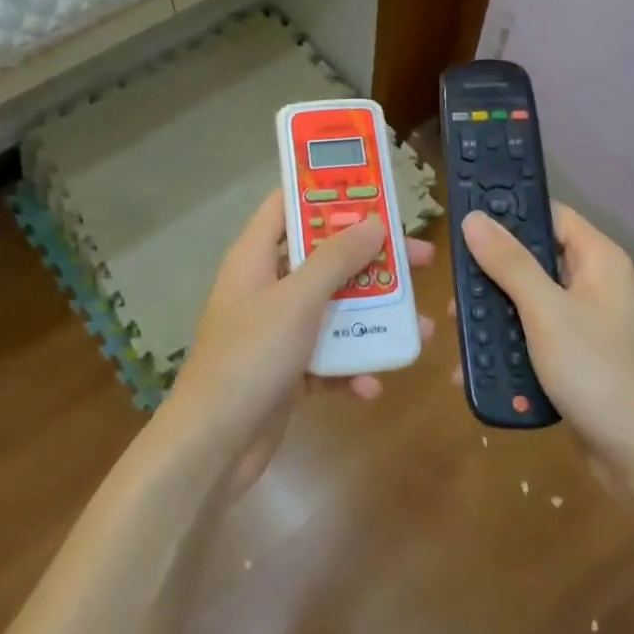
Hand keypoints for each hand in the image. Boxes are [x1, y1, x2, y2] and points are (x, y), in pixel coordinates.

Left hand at [160, 190, 434, 494]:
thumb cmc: (251, 358)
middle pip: (323, 257)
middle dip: (371, 259)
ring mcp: (276, 330)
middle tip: (420, 257)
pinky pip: (327, 357)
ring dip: (373, 317)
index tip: (372, 187)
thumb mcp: (297, 301)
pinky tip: (371, 385)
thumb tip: (373, 221)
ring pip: (333, 309)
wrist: (213, 446)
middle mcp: (266, 287)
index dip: (325, 191)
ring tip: (420, 325)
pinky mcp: (287, 369)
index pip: (286, 205)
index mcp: (255, 258)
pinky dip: (350, 367)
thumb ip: (335, 259)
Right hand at [458, 205, 633, 499]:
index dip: (509, 212)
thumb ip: (509, 263)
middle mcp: (592, 284)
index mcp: (597, 260)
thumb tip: (474, 218)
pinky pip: (532, 339)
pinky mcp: (574, 358)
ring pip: (525, 303)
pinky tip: (478, 369)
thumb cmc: (598, 373)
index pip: (548, 214)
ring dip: (493, 319)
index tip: (463, 220)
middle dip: (490, 278)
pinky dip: (507, 349)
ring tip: (461, 337)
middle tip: (456, 296)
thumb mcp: (547, 313)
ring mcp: (584, 324)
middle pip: (531, 261)